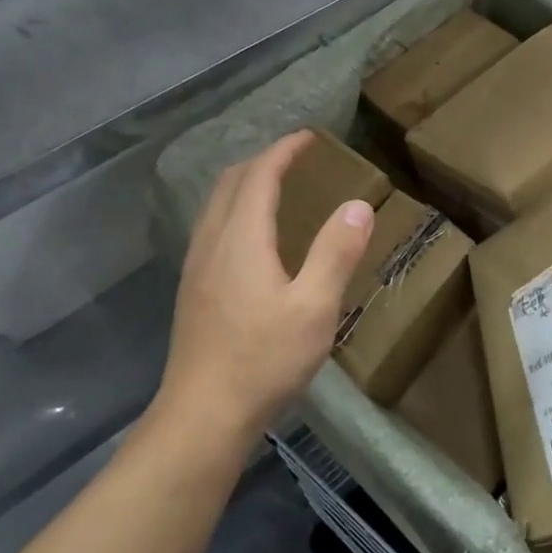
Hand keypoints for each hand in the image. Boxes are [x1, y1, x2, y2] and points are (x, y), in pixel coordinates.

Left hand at [156, 131, 375, 446]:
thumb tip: (358, 205)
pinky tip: (251, 238)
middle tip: (296, 158)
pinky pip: (212, 228)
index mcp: (242, 240)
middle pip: (231, 183)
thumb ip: (336, 253)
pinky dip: (234, 210)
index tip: (309, 137)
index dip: (284, 151)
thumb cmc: (263, 361)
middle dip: (263, 161)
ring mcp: (196, 268)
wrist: (202, 415)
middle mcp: (212, 244)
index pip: (259, 176)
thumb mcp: (314, 308)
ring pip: (216, 206)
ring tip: (275, 188)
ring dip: (245, 184)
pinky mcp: (192, 291)